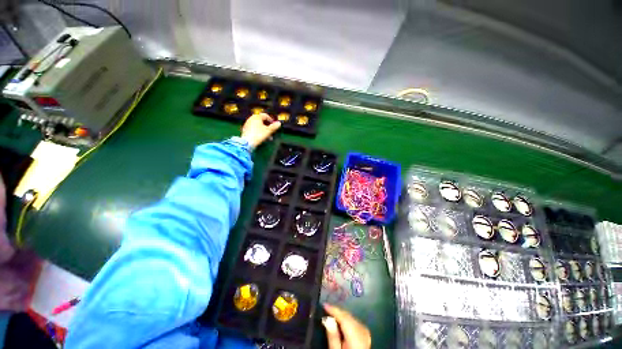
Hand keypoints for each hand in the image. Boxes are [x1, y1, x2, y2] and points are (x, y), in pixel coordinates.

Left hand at [241, 113, 280, 148]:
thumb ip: (274, 127)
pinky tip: (261, 137)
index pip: (265, 115)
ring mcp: (247, 123)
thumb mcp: (268, 131)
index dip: (271, 120)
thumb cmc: (258, 135)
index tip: (274, 125)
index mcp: (257, 117)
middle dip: (267, 126)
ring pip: (258, 125)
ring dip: (263, 129)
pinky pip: (254, 128)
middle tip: (271, 131)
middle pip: (261, 120)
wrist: (247, 142)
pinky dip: (258, 131)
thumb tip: (279, 123)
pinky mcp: (245, 129)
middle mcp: (251, 118)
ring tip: (267, 136)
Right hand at [322, 303, 370, 348]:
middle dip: (337, 311)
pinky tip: (341, 321)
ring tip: (331, 313)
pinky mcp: (366, 334)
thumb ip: (333, 336)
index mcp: (356, 337)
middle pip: (349, 317)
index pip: (344, 318)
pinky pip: (355, 322)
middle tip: (326, 309)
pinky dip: (347, 320)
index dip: (334, 309)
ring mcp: (366, 332)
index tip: (324, 304)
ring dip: (342, 315)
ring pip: (352, 318)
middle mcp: (363, 331)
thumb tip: (327, 318)